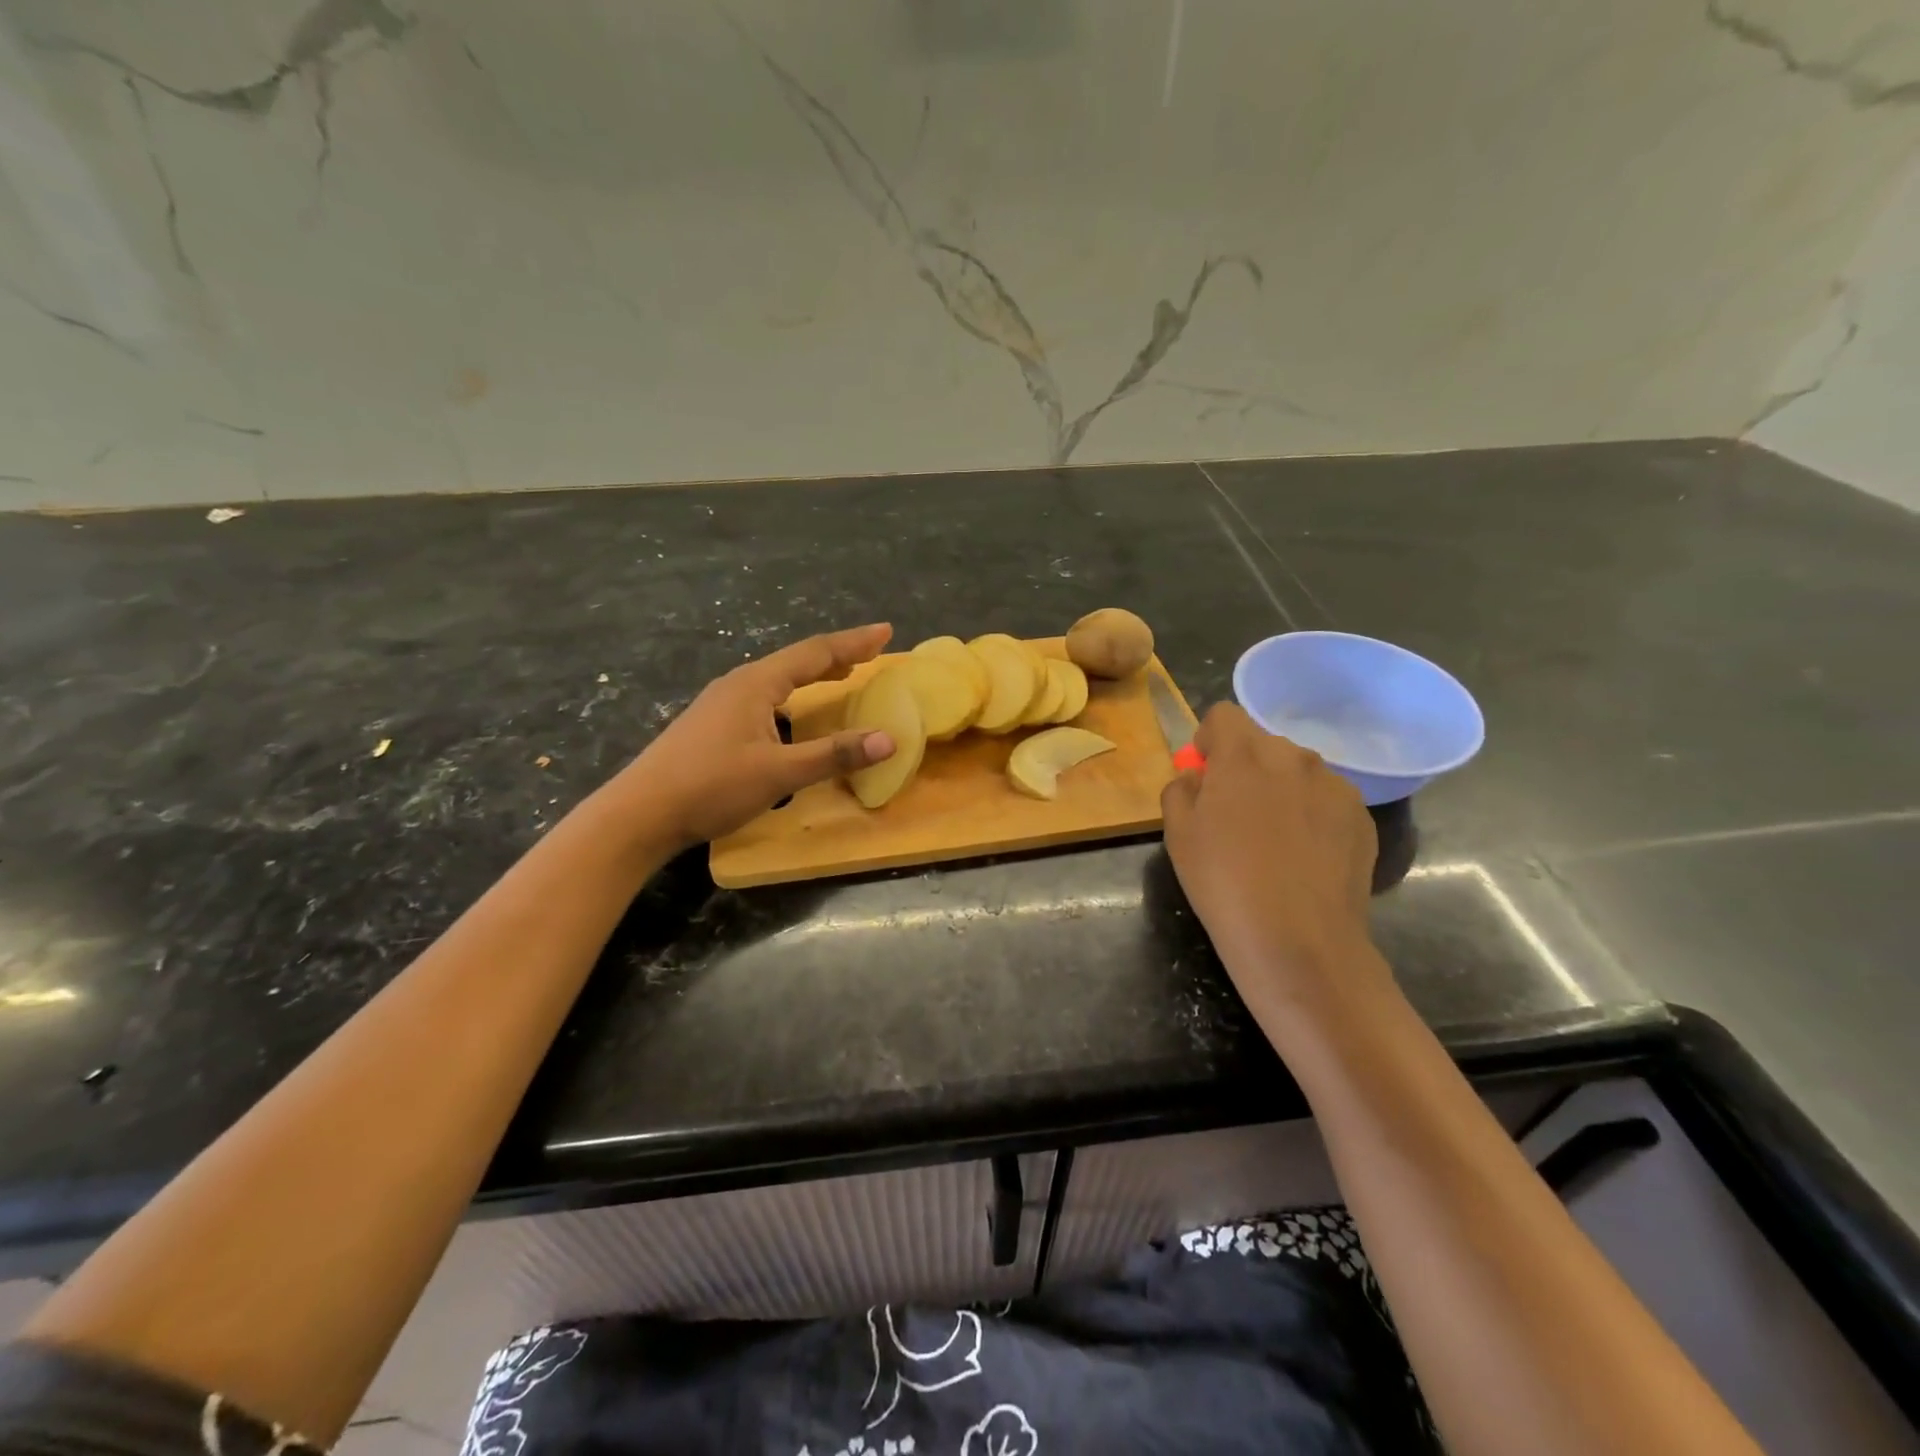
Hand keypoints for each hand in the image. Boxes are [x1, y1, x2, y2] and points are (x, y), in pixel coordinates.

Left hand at [614, 624, 896, 848]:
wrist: (639, 814)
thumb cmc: (711, 787)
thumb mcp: (779, 773)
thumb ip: (833, 755)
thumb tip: (888, 740)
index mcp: (756, 684)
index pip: (815, 653)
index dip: (854, 642)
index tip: (887, 631)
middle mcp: (738, 684)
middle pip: (796, 661)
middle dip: (837, 655)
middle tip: (871, 652)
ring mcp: (721, 703)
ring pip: (778, 679)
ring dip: (813, 675)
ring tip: (841, 675)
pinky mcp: (711, 724)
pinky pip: (764, 697)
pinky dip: (793, 696)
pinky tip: (793, 713)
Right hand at [1160, 704, 1387, 1016]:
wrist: (1299, 941)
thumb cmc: (1224, 882)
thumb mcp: (1177, 834)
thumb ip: (1181, 790)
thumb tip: (1198, 779)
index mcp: (1244, 755)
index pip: (1223, 715)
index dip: (1209, 741)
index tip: (1205, 776)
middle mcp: (1294, 758)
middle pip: (1262, 742)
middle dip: (1245, 766)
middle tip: (1235, 814)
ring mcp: (1335, 786)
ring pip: (1297, 771)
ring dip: (1280, 788)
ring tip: (1274, 840)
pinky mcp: (1362, 818)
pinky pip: (1326, 800)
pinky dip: (1311, 815)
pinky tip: (1304, 858)